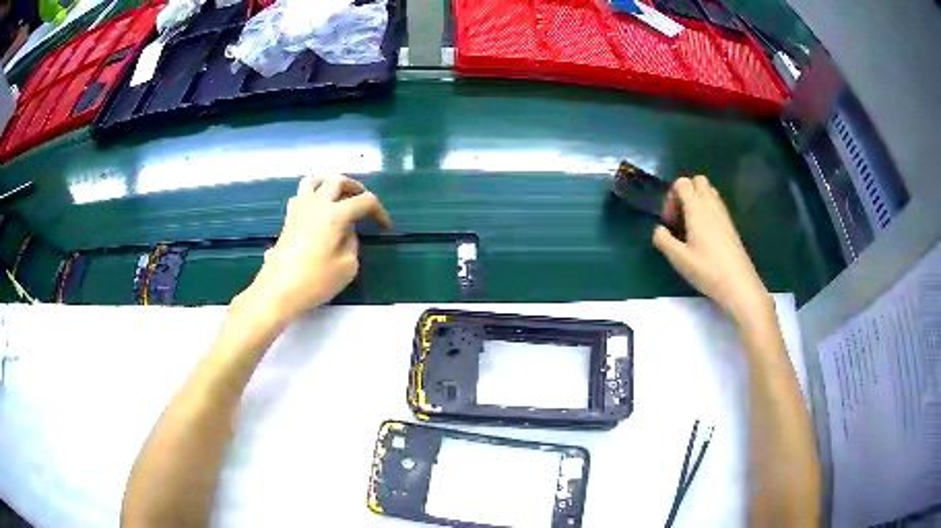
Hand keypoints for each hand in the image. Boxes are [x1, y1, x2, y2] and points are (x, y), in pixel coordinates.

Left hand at [238, 175, 391, 326]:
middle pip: (337, 180)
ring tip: (336, 198)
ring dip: (328, 184)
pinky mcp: (287, 220)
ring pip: (313, 181)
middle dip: (355, 187)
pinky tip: (316, 213)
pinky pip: (300, 196)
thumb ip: (352, 243)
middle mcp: (317, 204)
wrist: (278, 291)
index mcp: (335, 214)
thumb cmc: (315, 281)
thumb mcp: (347, 267)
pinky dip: (312, 197)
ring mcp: (298, 210)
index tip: (385, 227)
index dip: (379, 211)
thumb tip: (346, 231)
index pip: (364, 201)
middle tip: (362, 201)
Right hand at [653, 176, 771, 324]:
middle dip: (686, 193)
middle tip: (680, 217)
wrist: (738, 284)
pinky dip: (707, 211)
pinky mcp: (730, 225)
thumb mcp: (678, 258)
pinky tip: (704, 235)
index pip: (682, 183)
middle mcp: (711, 205)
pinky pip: (717, 205)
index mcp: (697, 209)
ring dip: (697, 201)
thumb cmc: (707, 270)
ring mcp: (724, 214)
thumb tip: (659, 229)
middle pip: (698, 181)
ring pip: (709, 192)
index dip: (671, 196)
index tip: (669, 221)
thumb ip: (663, 240)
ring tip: (691, 226)